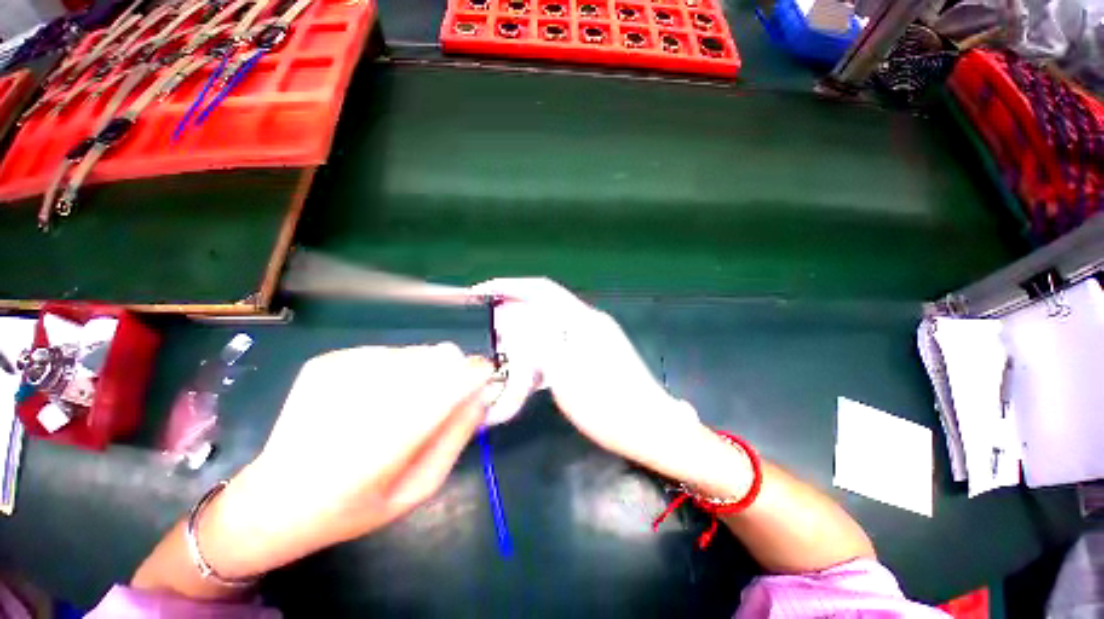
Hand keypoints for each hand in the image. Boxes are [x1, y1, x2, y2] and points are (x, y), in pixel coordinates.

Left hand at [198, 344, 497, 578]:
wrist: (275, 500)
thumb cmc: (355, 505)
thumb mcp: (419, 487)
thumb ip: (457, 436)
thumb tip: (482, 393)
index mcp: (392, 435)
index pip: (457, 377)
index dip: (477, 374)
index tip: (481, 382)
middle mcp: (369, 392)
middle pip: (441, 355)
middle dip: (451, 373)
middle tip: (437, 400)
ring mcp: (344, 369)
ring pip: (417, 351)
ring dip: (423, 372)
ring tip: (400, 403)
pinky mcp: (329, 360)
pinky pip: (387, 353)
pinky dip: (393, 371)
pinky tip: (371, 398)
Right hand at [471, 279, 751, 497]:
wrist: (651, 428)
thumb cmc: (609, 406)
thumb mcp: (565, 374)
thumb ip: (538, 341)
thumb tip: (514, 319)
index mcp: (582, 321)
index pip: (542, 289)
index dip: (511, 286)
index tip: (483, 292)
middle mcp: (590, 322)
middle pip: (545, 306)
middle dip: (516, 313)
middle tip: (493, 331)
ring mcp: (596, 337)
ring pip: (552, 326)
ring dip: (528, 334)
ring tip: (508, 352)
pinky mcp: (598, 353)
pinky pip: (561, 342)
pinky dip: (542, 349)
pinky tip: (533, 369)